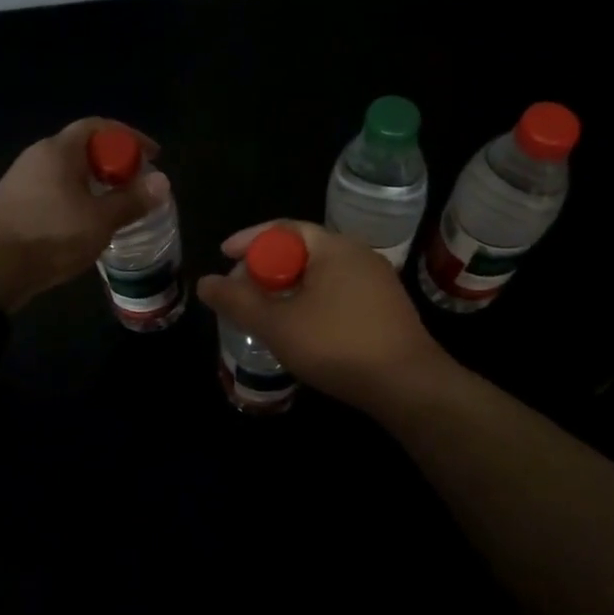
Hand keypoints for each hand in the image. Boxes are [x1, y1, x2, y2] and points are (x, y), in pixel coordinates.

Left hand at [0, 118, 168, 312]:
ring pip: (66, 171)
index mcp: (59, 150)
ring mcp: (21, 178)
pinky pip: (52, 188)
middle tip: (135, 184)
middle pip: (82, 147)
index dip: (129, 136)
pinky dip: (74, 196)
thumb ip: (132, 200)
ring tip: (114, 205)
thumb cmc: (51, 235)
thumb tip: (162, 181)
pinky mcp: (12, 202)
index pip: (99, 126)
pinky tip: (83, 222)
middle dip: (113, 162)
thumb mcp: (100, 220)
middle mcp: (38, 155)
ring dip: (93, 182)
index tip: (153, 155)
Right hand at [195, 220, 452, 412]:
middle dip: (267, 267)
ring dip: (289, 286)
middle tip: (242, 290)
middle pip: (301, 249)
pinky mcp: (387, 307)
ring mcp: (377, 280)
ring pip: (320, 273)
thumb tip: (204, 282)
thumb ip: (237, 301)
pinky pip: (338, 290)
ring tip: (267, 310)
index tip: (224, 256)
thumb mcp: (277, 325)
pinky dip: (312, 299)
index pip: (283, 228)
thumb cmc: (338, 346)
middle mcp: (358, 254)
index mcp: (333, 247)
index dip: (249, 240)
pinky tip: (302, 327)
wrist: (409, 386)